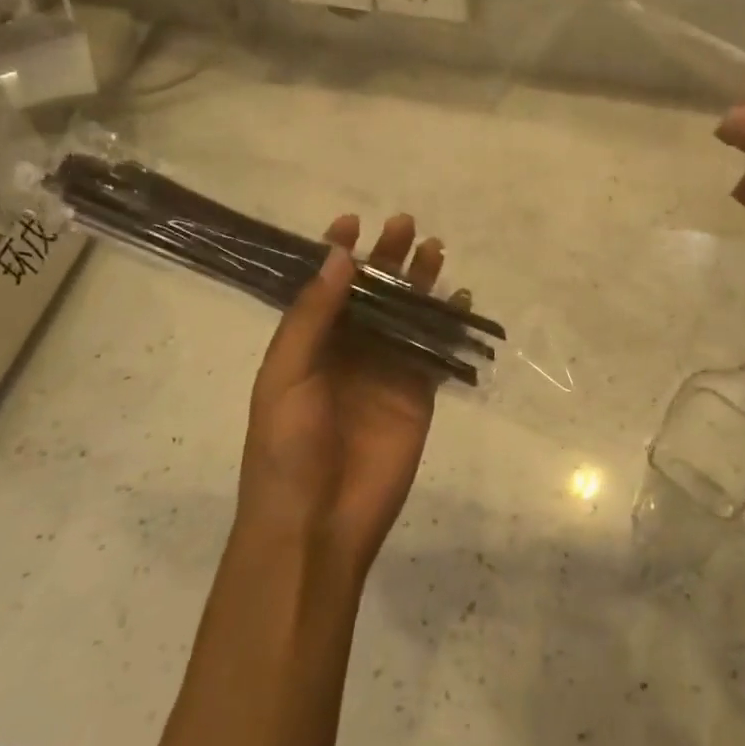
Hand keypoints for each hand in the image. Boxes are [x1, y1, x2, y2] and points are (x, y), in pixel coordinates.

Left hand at [236, 214, 445, 578]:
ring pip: (406, 316)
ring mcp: (385, 372)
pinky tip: (458, 299)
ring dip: (419, 283)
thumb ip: (313, 317)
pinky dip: (447, 325)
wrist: (316, 524)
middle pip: (372, 295)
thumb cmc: (286, 448)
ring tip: (434, 248)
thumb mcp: (286, 375)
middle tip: (404, 223)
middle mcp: (348, 352)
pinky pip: (434, 352)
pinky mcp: (417, 395)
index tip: (352, 221)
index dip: (337, 254)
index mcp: (309, 345)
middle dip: (386, 259)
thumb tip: (339, 258)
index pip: (325, 288)